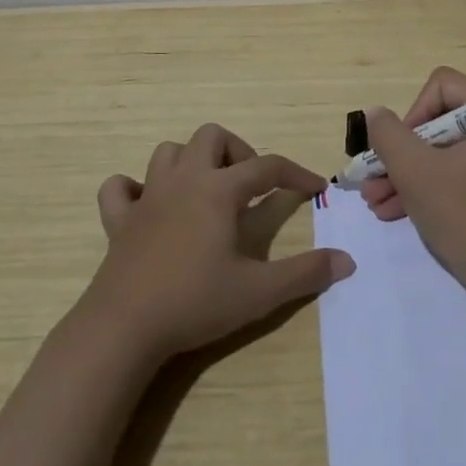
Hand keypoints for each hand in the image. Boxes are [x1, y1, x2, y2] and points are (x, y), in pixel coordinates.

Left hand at [81, 124, 353, 360]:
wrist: (123, 328)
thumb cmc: (195, 302)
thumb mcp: (259, 292)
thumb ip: (305, 273)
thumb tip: (347, 261)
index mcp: (219, 190)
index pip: (268, 166)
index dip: (296, 173)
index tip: (316, 188)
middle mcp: (184, 181)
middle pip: (212, 137)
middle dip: (238, 152)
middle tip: (250, 188)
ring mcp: (147, 197)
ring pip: (169, 152)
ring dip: (192, 162)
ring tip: (207, 191)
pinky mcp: (119, 221)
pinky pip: (120, 188)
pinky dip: (134, 189)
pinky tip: (149, 207)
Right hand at [361, 66, 465, 286]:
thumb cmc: (460, 212)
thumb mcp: (414, 170)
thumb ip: (388, 135)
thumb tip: (375, 114)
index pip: (442, 85)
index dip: (414, 111)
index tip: (401, 147)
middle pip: (435, 121)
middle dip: (399, 151)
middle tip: (373, 177)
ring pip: (436, 152)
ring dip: (401, 173)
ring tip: (373, 201)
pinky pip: (446, 175)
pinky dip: (419, 188)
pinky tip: (389, 211)